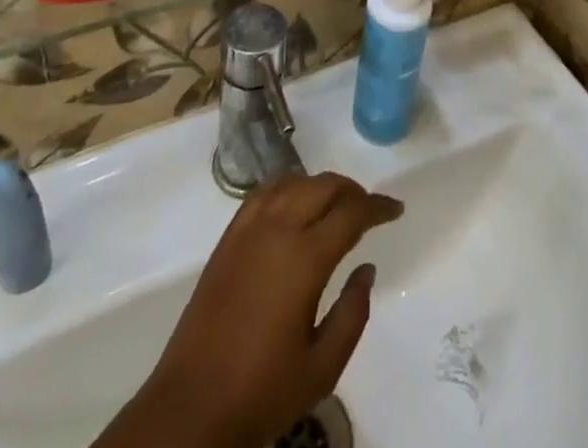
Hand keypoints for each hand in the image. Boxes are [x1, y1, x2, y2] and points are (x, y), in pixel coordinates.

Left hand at [110, 174, 403, 447]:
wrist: (192, 405)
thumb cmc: (262, 390)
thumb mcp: (322, 368)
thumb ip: (352, 314)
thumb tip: (366, 268)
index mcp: (304, 258)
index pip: (351, 213)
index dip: (378, 206)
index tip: (395, 209)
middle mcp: (278, 229)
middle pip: (323, 186)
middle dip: (352, 191)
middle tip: (369, 209)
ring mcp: (249, 229)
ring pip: (294, 182)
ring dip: (321, 185)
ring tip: (337, 204)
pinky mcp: (228, 237)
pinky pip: (264, 192)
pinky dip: (288, 186)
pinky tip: (295, 202)